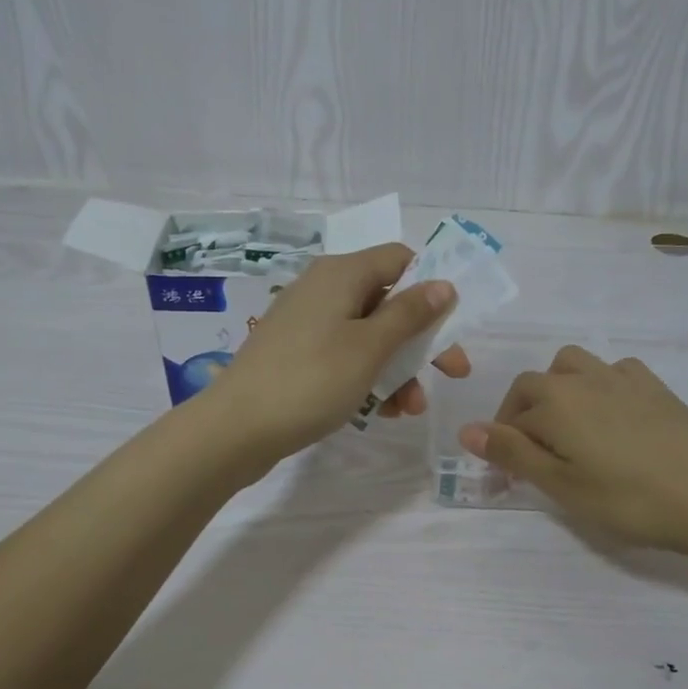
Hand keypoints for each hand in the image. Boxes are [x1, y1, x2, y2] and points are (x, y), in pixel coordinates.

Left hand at [207, 243, 471, 461]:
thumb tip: (444, 284)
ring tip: (410, 409)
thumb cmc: (310, 380)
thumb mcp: (369, 347)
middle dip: (421, 340)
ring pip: (368, 335)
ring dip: (398, 368)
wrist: (235, 429)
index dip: (430, 286)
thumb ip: (410, 314)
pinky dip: (368, 378)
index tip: (452, 323)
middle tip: (452, 374)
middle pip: (388, 301)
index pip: (399, 259)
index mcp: (341, 274)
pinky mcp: (296, 354)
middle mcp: (323, 289)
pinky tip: (383, 412)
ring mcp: (306, 323)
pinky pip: (344, 356)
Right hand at [457, 345, 687, 555]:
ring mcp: (623, 378)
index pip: (510, 418)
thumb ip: (513, 454)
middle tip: (534, 457)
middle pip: (536, 384)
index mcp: (554, 401)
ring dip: (559, 390)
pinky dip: (600, 385)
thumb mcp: (561, 485)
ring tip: (568, 428)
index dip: (502, 447)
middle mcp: (583, 378)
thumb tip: (466, 429)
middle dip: (523, 414)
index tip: (508, 479)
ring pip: (573, 366)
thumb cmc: (628, 499)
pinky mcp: (657, 387)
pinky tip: (613, 415)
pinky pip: (615, 371)